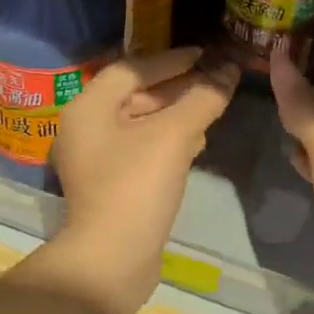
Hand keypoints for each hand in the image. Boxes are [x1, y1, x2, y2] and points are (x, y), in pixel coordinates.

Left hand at [53, 48, 239, 309]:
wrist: (112, 259)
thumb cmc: (136, 186)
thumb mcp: (174, 136)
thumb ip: (202, 98)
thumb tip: (229, 69)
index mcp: (88, 107)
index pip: (132, 68)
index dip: (171, 59)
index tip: (205, 54)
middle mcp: (84, 127)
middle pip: (134, 93)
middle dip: (176, 87)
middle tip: (213, 80)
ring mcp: (94, 157)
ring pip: (139, 122)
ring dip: (175, 113)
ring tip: (211, 107)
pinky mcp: (108, 182)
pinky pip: (139, 147)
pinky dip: (166, 139)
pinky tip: (196, 141)